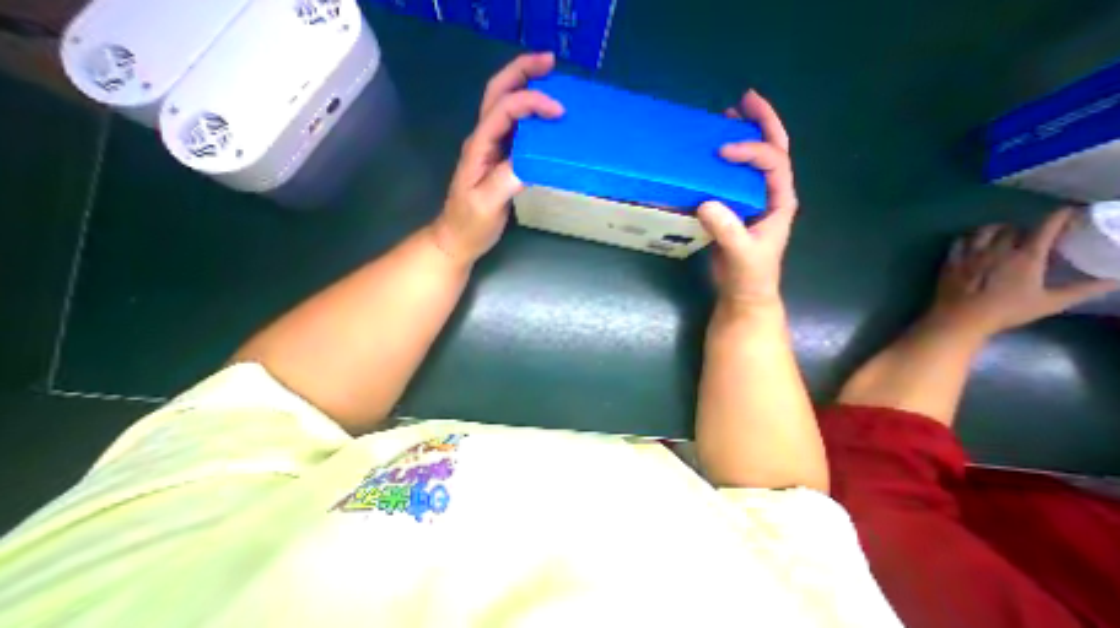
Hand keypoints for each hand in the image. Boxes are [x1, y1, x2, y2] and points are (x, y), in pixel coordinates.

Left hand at [429, 51, 568, 264]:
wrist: (458, 238)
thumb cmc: (469, 223)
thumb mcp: (486, 204)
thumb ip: (505, 179)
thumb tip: (531, 159)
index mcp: (479, 147)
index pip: (504, 110)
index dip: (531, 103)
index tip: (558, 112)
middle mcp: (483, 141)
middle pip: (498, 94)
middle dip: (522, 73)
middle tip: (549, 63)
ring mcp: (490, 151)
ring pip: (505, 109)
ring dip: (525, 89)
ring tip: (550, 83)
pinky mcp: (499, 162)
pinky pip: (515, 132)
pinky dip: (530, 119)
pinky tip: (544, 122)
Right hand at [697, 92, 794, 311]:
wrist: (744, 293)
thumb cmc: (750, 275)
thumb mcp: (741, 254)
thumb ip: (727, 230)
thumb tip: (705, 202)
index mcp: (779, 201)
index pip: (773, 163)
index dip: (751, 151)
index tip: (723, 150)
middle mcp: (770, 195)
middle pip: (773, 151)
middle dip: (762, 123)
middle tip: (743, 101)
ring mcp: (753, 202)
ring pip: (753, 163)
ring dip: (743, 138)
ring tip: (726, 119)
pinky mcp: (736, 210)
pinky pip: (732, 180)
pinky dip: (724, 165)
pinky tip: (710, 159)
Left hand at [928, 208, 1119, 338]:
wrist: (960, 317)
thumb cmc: (1006, 310)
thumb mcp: (1052, 301)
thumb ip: (1086, 289)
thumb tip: (1117, 280)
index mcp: (1026, 258)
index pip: (1045, 228)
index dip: (1059, 217)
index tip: (1068, 212)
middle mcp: (996, 251)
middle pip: (1011, 229)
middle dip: (1022, 227)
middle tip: (1028, 232)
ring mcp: (969, 256)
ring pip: (982, 232)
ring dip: (993, 229)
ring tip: (999, 233)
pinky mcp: (949, 263)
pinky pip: (957, 244)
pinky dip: (966, 239)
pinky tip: (970, 243)